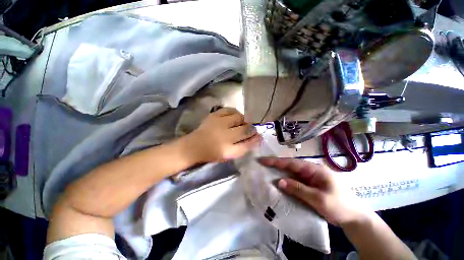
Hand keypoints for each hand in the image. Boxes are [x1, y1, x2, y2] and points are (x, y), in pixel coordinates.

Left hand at [187, 108, 261, 162]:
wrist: (195, 146)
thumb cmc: (213, 153)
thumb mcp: (230, 154)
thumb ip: (244, 147)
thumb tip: (257, 137)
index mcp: (229, 148)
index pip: (249, 142)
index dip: (255, 137)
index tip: (258, 135)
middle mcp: (226, 134)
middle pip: (246, 128)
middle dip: (251, 128)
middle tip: (250, 129)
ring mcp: (220, 123)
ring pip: (239, 117)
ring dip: (243, 120)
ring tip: (241, 123)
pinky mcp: (214, 115)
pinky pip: (229, 110)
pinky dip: (234, 112)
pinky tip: (234, 116)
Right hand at [259, 157, 369, 226]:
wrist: (354, 218)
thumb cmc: (340, 206)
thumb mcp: (319, 199)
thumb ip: (298, 189)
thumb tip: (279, 181)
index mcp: (314, 169)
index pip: (291, 163)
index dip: (276, 161)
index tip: (263, 160)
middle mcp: (310, 171)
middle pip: (289, 165)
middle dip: (275, 164)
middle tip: (262, 163)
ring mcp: (310, 178)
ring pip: (291, 173)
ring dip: (279, 172)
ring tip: (266, 171)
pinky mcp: (309, 185)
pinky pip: (294, 181)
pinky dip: (285, 180)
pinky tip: (278, 182)